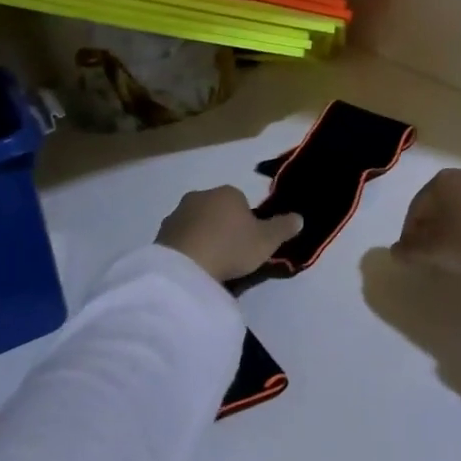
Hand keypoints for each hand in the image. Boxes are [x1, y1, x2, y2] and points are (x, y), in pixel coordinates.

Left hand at [156, 187, 303, 282]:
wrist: (184, 267)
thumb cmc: (231, 247)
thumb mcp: (266, 241)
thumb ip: (284, 228)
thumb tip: (299, 217)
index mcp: (228, 192)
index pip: (241, 201)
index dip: (247, 222)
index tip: (248, 243)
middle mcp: (201, 195)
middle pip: (217, 210)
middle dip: (223, 227)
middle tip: (230, 254)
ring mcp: (177, 213)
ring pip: (197, 223)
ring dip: (203, 237)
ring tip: (210, 264)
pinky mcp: (160, 233)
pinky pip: (180, 239)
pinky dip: (187, 249)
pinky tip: (193, 267)